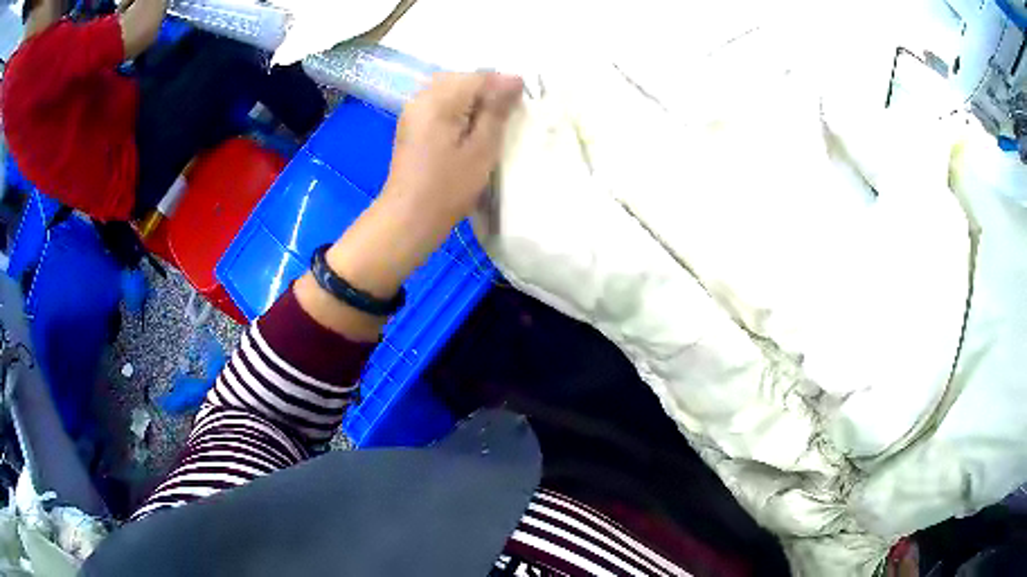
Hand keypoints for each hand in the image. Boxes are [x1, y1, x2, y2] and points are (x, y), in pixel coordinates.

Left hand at [296, 72, 521, 340]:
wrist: (409, 219)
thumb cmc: (448, 188)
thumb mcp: (481, 149)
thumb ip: (496, 110)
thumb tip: (514, 78)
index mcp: (438, 100)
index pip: (478, 76)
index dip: (503, 86)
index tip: (520, 107)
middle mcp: (421, 98)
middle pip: (462, 79)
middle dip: (486, 91)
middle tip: (505, 117)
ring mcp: (413, 111)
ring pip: (450, 91)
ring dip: (473, 101)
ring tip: (490, 125)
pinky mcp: (411, 125)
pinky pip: (439, 104)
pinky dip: (458, 111)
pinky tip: (469, 130)